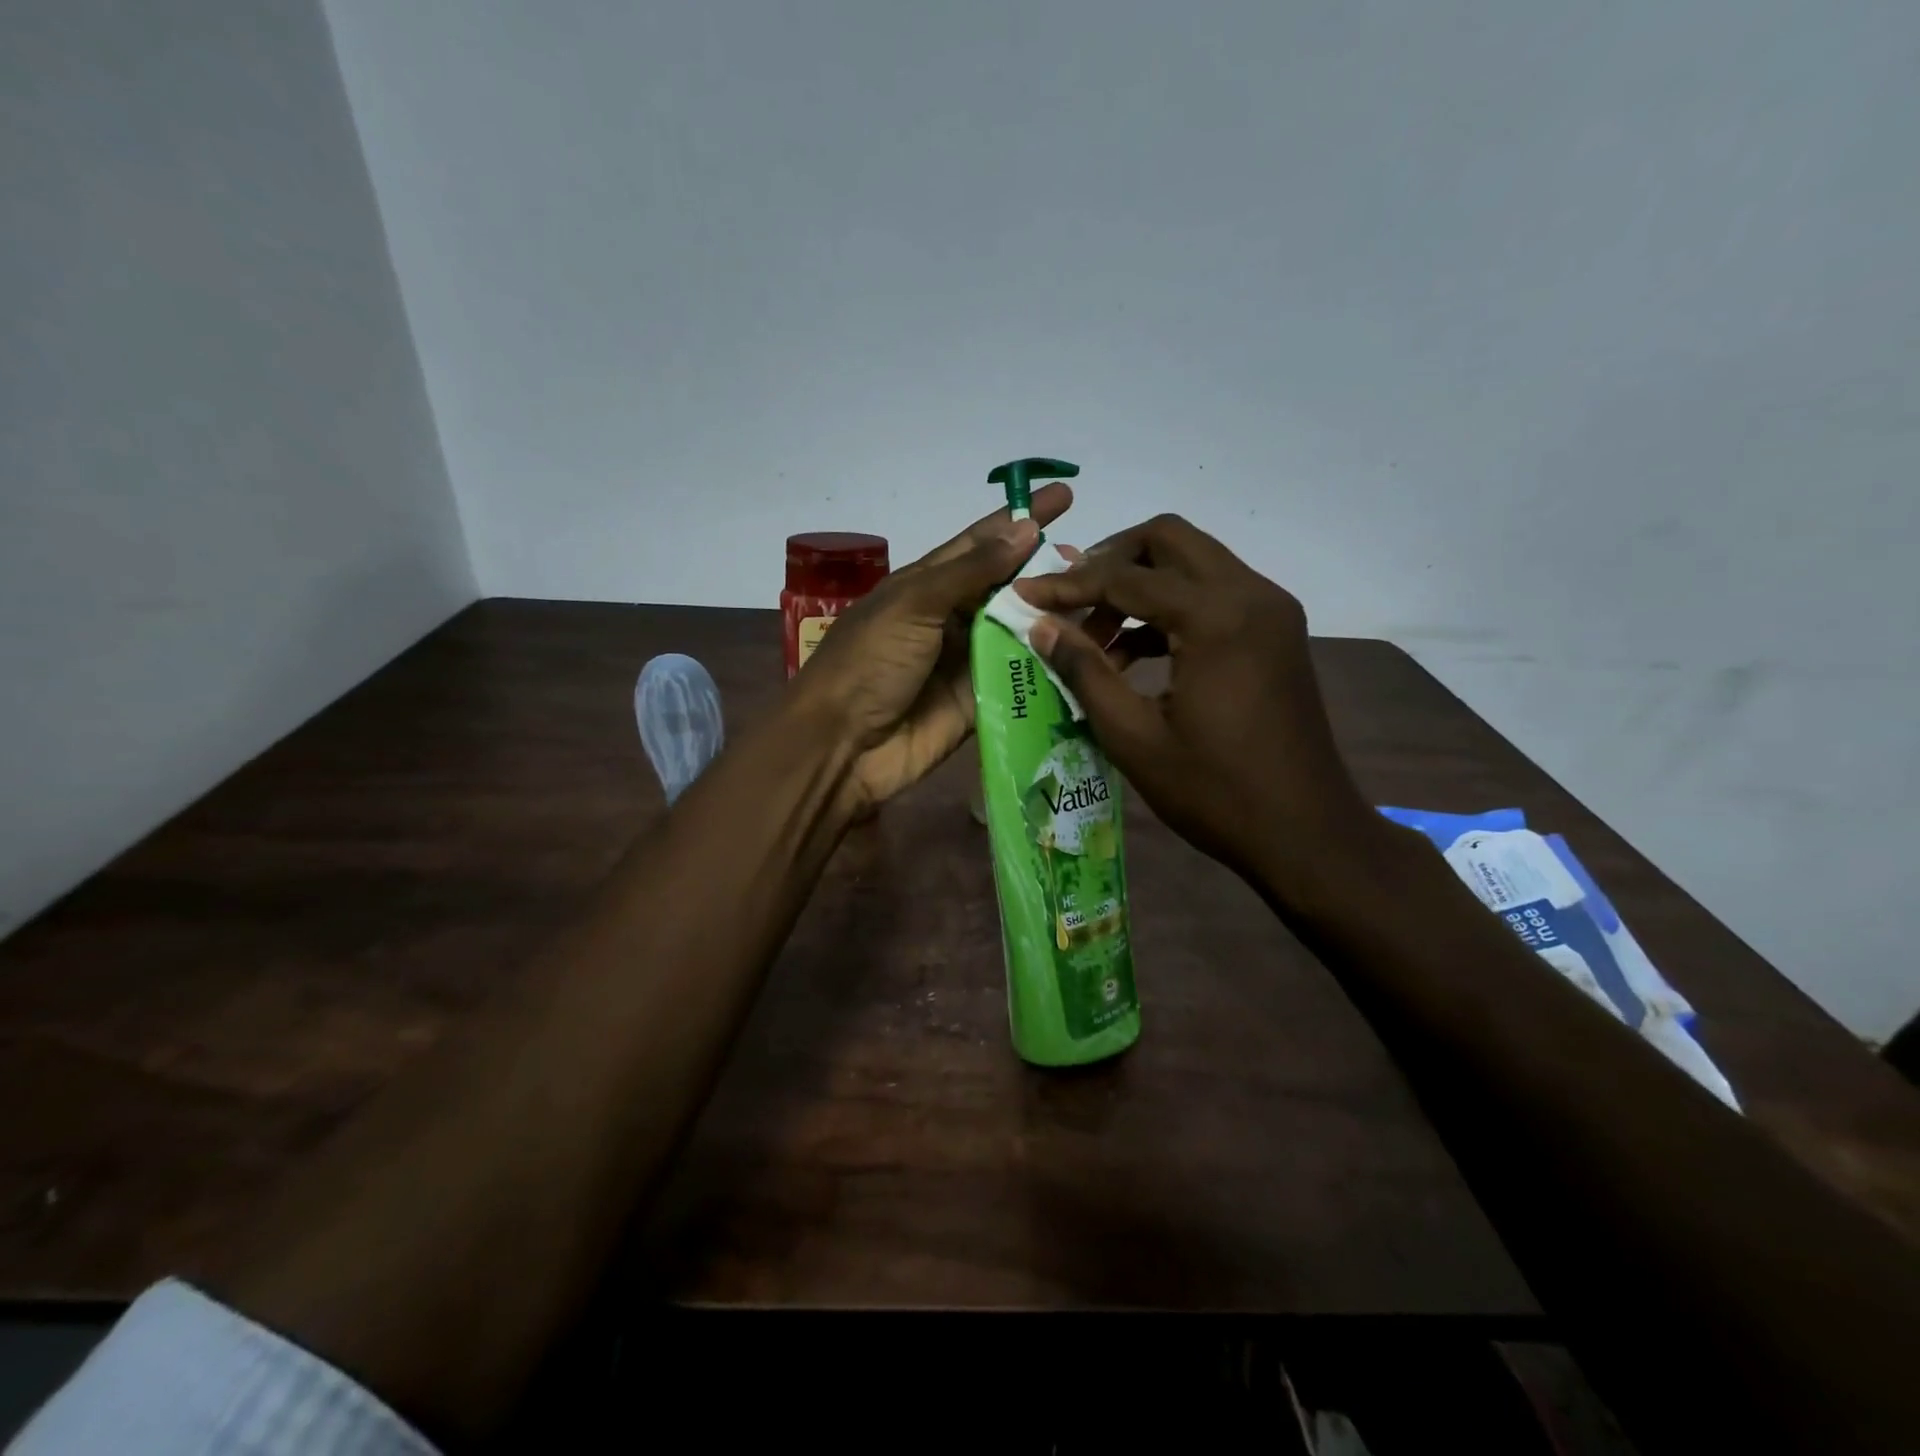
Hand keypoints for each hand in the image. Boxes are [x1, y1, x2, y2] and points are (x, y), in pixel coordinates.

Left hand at [793, 482, 1073, 814]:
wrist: (843, 745)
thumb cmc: (870, 662)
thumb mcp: (914, 603)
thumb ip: (971, 570)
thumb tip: (1024, 529)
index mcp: (927, 585)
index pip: (982, 542)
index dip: (1020, 519)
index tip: (1064, 498)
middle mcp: (951, 618)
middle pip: (1007, 587)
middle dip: (1046, 571)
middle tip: (1094, 562)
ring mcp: (968, 661)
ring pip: (1020, 630)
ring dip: (1055, 616)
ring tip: (1103, 601)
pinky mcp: (981, 701)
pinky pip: (1021, 677)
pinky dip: (1050, 664)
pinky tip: (1091, 650)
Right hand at [1014, 513, 1371, 887]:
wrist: (1307, 833)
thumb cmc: (1215, 792)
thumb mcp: (1134, 737)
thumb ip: (1085, 672)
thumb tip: (1041, 626)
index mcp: (1217, 617)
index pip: (1126, 577)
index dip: (1067, 585)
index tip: (1024, 595)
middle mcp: (1250, 594)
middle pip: (1168, 540)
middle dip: (1110, 561)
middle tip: (1070, 600)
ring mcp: (1270, 610)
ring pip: (1193, 563)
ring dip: (1140, 585)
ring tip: (1095, 638)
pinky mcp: (1276, 632)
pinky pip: (1214, 595)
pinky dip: (1170, 609)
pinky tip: (1134, 654)